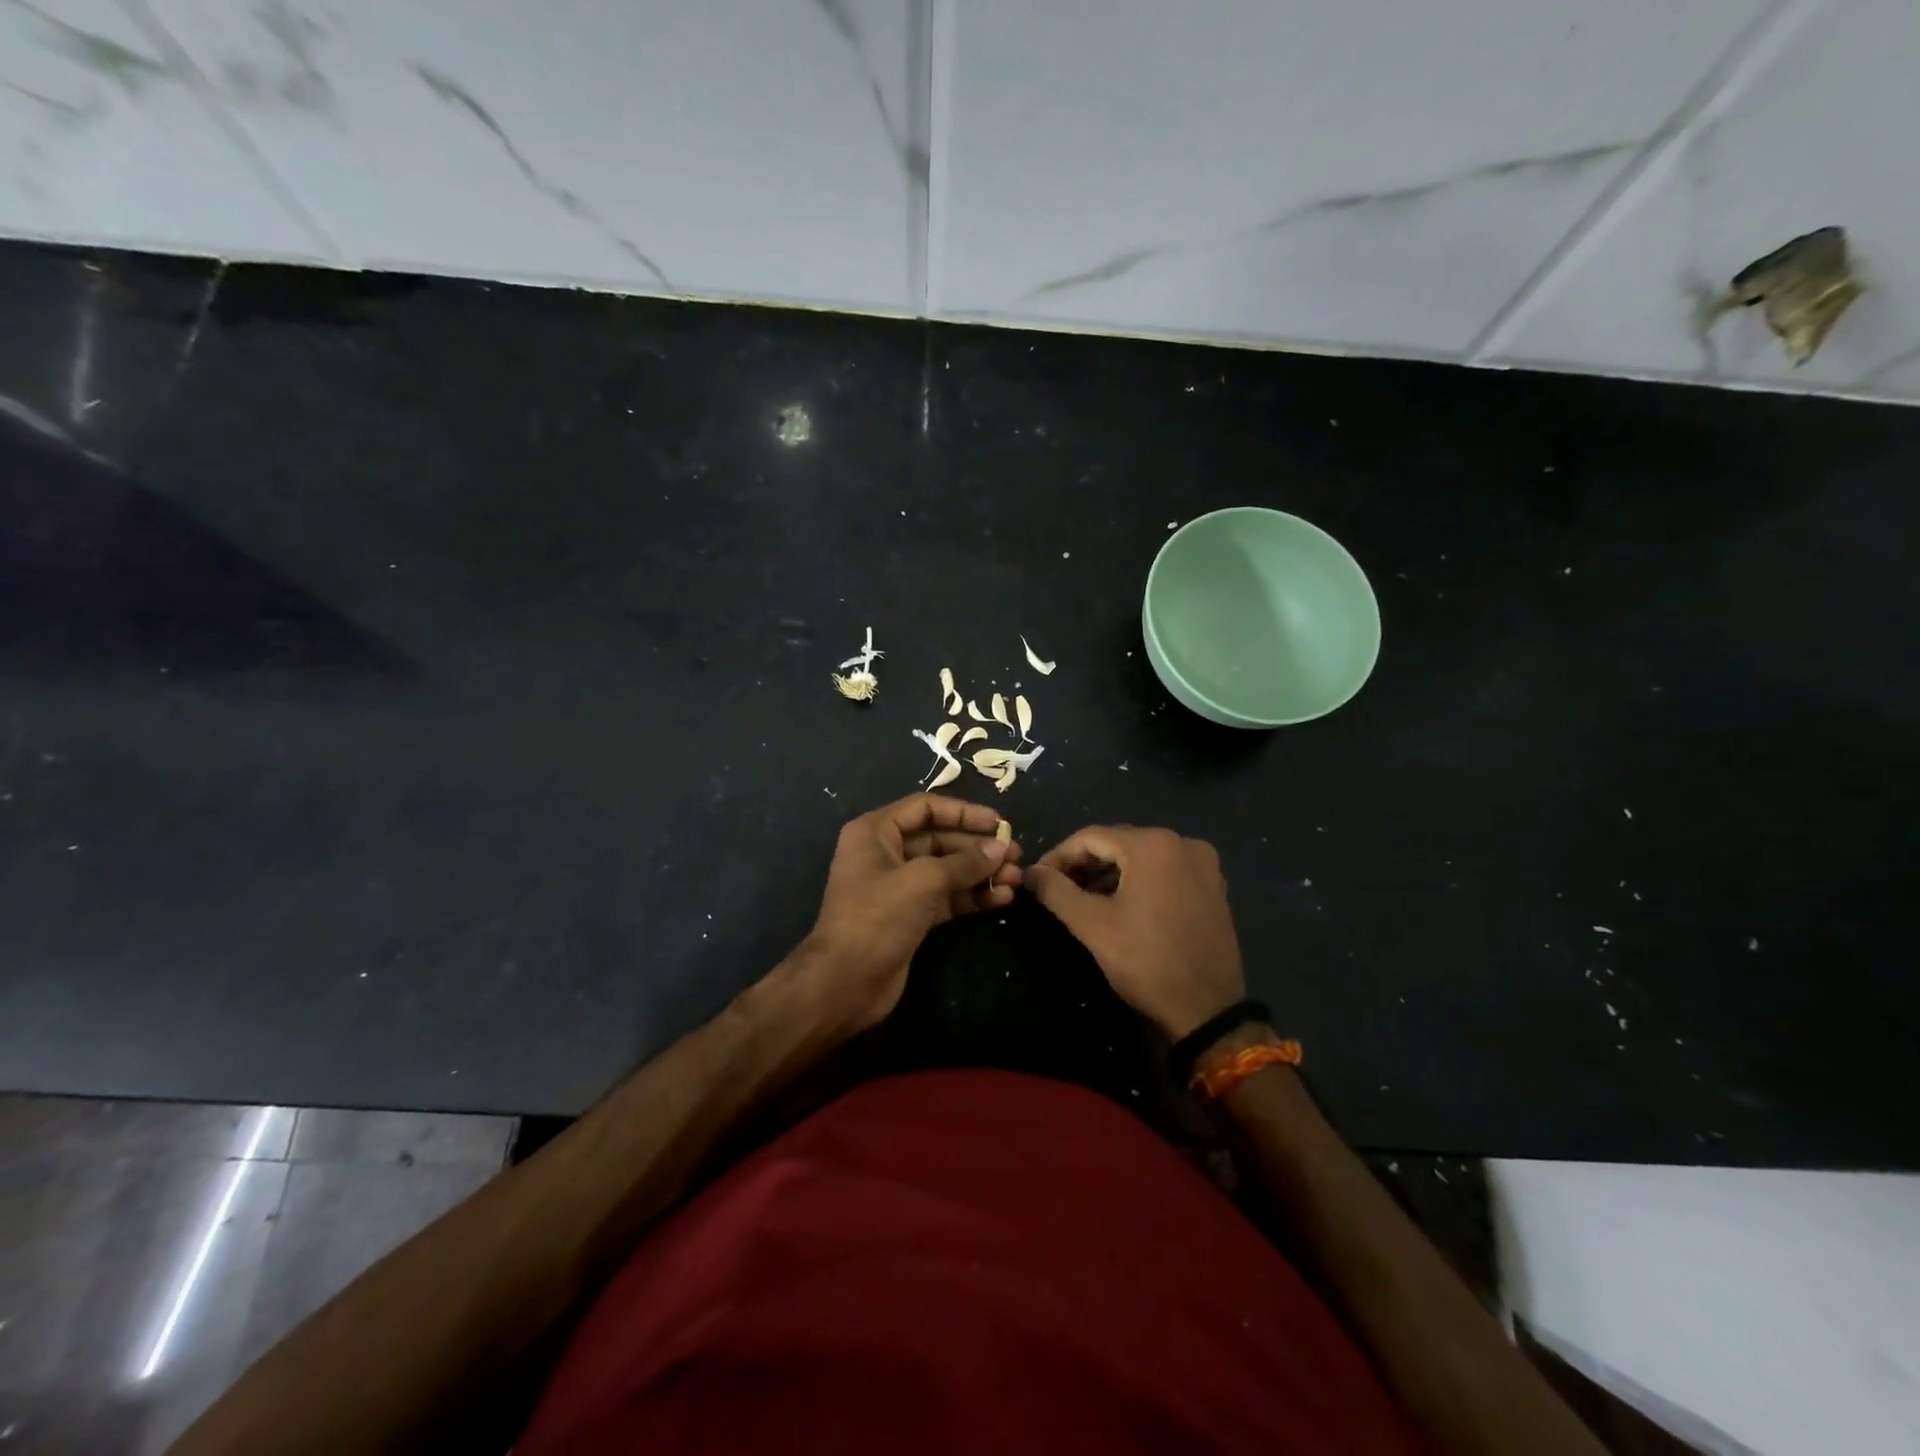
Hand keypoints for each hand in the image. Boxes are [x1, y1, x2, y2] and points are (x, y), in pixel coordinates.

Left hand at [806, 794, 1021, 1033]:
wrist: (846, 982)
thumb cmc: (877, 917)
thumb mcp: (922, 881)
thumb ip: (964, 862)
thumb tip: (1000, 848)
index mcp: (875, 832)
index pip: (925, 808)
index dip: (963, 812)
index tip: (998, 823)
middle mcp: (885, 853)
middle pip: (939, 839)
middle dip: (977, 847)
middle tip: (1016, 854)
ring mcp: (898, 887)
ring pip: (946, 870)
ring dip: (980, 873)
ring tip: (1016, 878)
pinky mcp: (911, 916)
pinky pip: (946, 897)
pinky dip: (971, 896)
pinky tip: (1001, 899)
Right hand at [1026, 826, 1244, 1039]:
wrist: (1208, 1010)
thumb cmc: (1145, 961)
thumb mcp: (1092, 925)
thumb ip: (1056, 891)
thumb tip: (1031, 872)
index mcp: (1153, 845)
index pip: (1090, 837)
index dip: (1058, 856)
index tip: (1037, 878)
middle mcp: (1182, 843)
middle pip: (1118, 843)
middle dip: (1084, 864)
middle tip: (1056, 889)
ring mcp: (1203, 864)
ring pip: (1141, 857)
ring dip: (1109, 873)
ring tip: (1083, 899)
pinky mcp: (1212, 886)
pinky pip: (1164, 870)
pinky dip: (1138, 880)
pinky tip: (1119, 904)